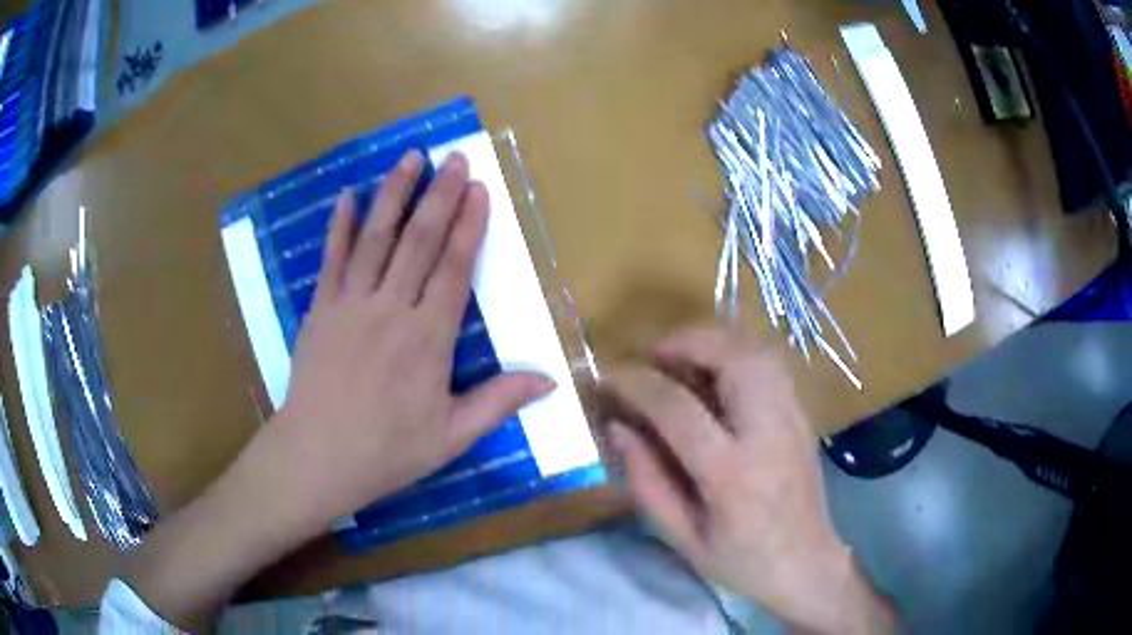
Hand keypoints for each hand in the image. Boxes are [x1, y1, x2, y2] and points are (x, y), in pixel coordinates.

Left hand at [262, 149, 553, 528]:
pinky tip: (348, 195)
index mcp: (428, 339)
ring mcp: (351, 304)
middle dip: (441, 195)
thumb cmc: (388, 451)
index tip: (479, 190)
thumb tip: (549, 381)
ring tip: (410, 158)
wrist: (318, 456)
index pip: (455, 268)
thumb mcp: (452, 436)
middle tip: (455, 158)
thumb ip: (498, 402)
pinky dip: (340, 225)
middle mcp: (391, 309)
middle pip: (420, 241)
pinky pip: (332, 259)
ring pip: (377, 238)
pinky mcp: (320, 309)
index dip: (470, 226)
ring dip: (395, 195)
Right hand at [605, 327, 895, 633]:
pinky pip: (771, 364)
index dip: (637, 385)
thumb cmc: (741, 561)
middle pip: (731, 358)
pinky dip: (739, 354)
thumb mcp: (682, 538)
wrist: (807, 565)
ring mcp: (792, 418)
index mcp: (731, 474)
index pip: (677, 408)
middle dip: (685, 343)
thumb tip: (617, 427)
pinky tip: (719, 373)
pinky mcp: (803, 416)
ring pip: (756, 351)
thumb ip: (646, 482)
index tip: (609, 378)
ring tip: (683, 358)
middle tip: (652, 354)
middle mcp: (768, 433)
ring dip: (714, 343)